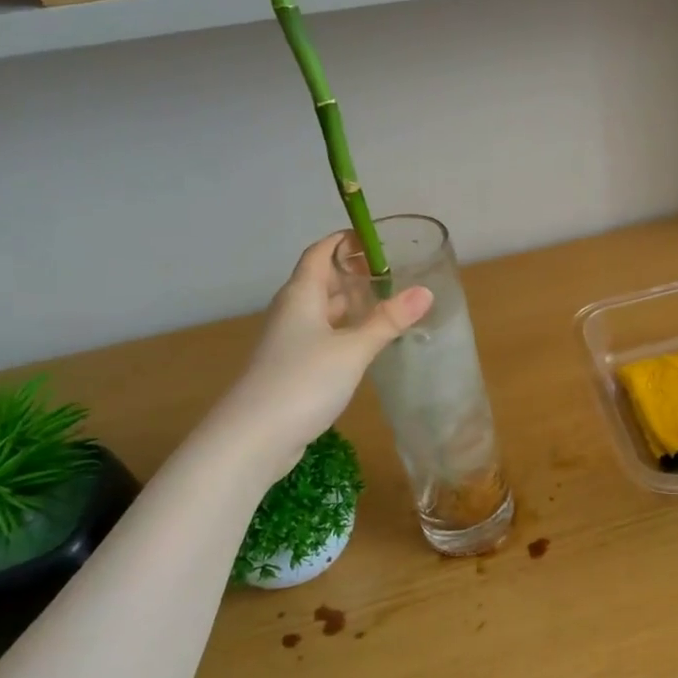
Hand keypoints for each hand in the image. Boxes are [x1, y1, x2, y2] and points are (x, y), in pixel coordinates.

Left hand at [210, 233, 431, 483]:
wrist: (252, 438)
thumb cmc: (302, 382)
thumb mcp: (353, 349)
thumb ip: (388, 321)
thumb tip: (426, 291)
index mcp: (301, 296)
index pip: (320, 253)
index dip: (344, 241)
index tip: (376, 239)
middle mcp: (292, 312)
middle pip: (322, 281)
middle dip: (354, 273)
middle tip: (393, 273)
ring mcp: (290, 342)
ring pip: (323, 311)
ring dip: (351, 304)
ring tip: (387, 303)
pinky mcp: (292, 368)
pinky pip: (323, 337)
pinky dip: (346, 331)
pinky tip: (367, 343)